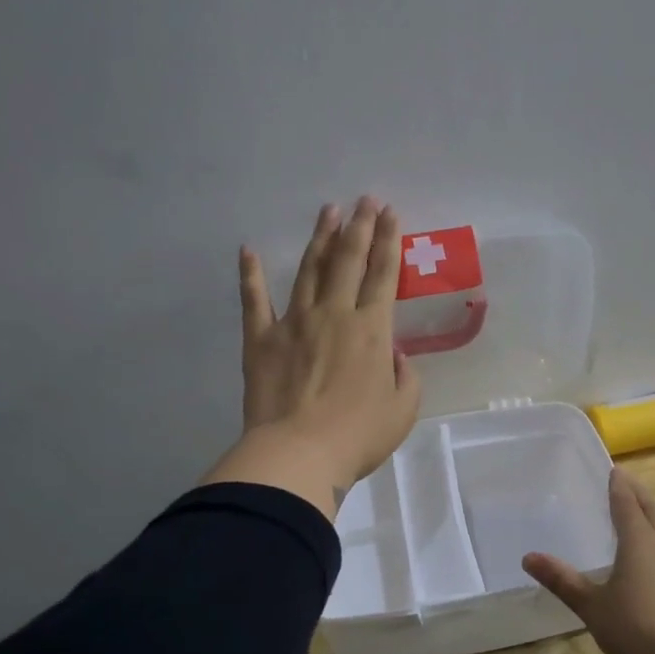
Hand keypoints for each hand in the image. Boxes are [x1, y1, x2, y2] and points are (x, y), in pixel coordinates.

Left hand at [201, 197, 421, 519]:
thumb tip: (395, 355)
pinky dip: (251, 275)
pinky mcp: (260, 340)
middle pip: (348, 260)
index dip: (388, 240)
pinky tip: (249, 251)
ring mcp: (294, 323)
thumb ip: (405, 377)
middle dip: (358, 226)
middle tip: (364, 199)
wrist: (298, 454)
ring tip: (327, 211)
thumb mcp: (403, 410)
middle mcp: (334, 314)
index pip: (383, 274)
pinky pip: (254, 301)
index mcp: (372, 330)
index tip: (390, 212)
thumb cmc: (358, 436)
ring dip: (320, 238)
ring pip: (309, 270)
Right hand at [523, 469, 654, 653]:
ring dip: (650, 516)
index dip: (618, 486)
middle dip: (637, 493)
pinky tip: (653, 558)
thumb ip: (563, 581)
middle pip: (650, 509)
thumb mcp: (593, 606)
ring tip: (638, 514)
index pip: (626, 503)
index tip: (613, 469)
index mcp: (639, 541)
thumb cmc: (638, 629)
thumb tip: (528, 557)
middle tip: (625, 480)